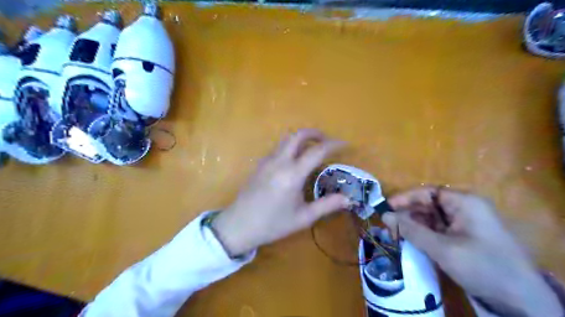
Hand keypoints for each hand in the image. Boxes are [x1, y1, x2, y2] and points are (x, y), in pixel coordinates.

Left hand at [213, 129, 351, 256]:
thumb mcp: (303, 217)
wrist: (239, 225)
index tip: (345, 145)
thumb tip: (348, 199)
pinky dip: (290, 146)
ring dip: (301, 138)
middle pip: (298, 135)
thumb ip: (327, 205)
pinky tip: (294, 161)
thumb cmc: (273, 224)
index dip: (333, 145)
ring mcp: (267, 161)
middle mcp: (279, 162)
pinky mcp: (260, 164)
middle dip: (315, 133)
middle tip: (326, 141)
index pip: (317, 151)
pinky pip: (278, 148)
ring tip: (312, 149)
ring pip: (286, 139)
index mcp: (292, 174)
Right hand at [381, 187, 562, 316]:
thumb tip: (384, 215)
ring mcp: (465, 224)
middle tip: (388, 226)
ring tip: (396, 235)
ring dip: (413, 226)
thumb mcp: (442, 248)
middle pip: (428, 205)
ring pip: (431, 218)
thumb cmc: (482, 266)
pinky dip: (423, 235)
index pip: (428, 192)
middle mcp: (465, 208)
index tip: (386, 207)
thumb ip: (411, 230)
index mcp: (464, 202)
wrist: (521, 302)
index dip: (406, 198)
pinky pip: (438, 230)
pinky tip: (411, 242)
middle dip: (408, 214)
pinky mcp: (464, 238)